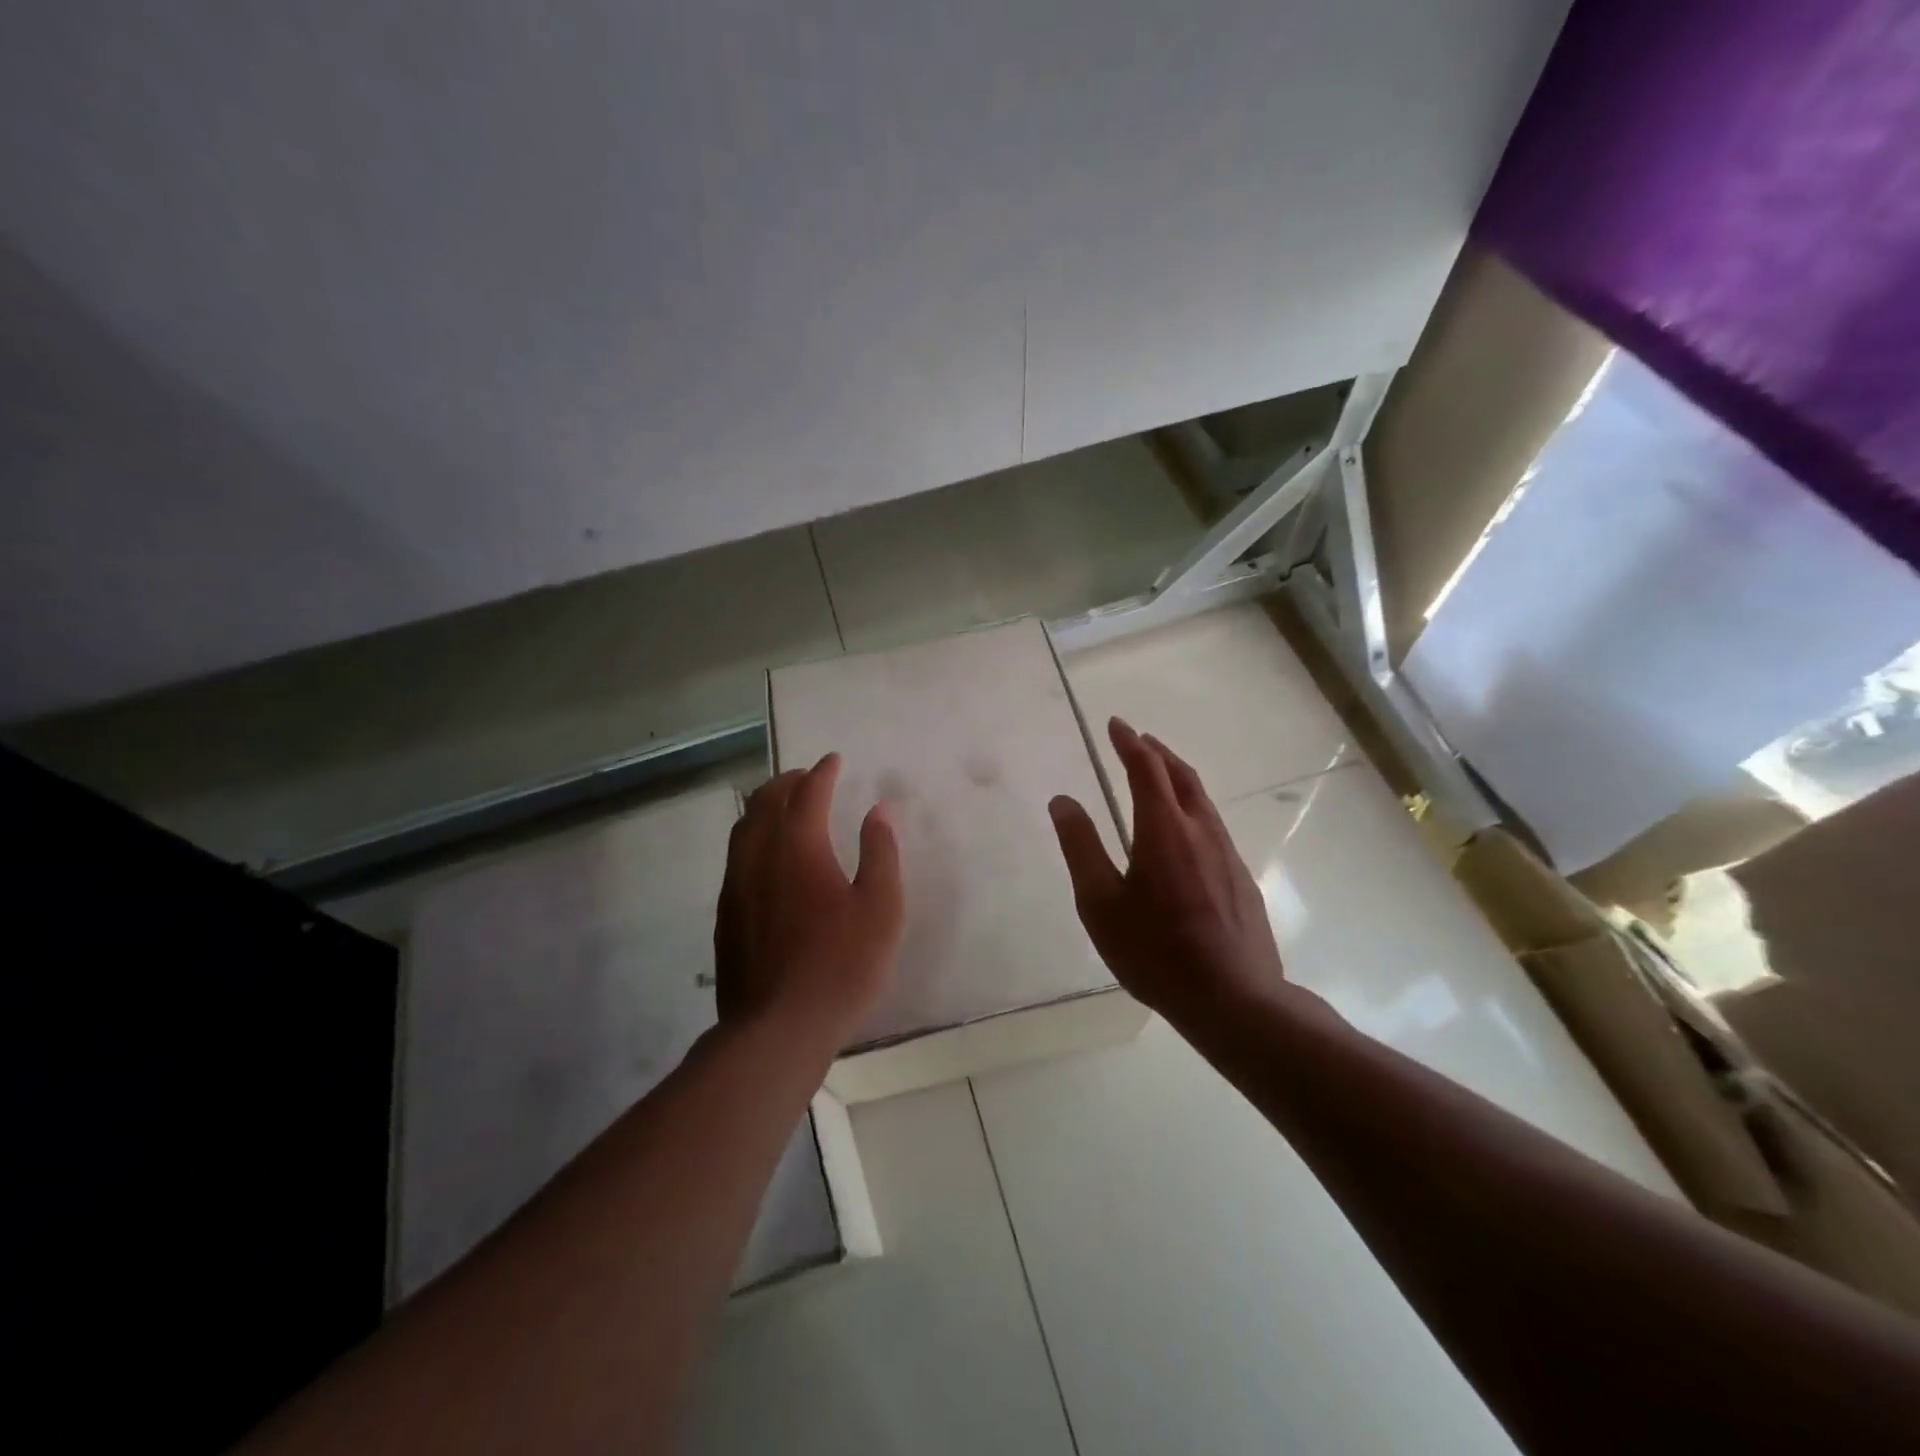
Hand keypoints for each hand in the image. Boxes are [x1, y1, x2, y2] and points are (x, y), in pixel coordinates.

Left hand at [715, 753, 903, 1048]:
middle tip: (808, 777)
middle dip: (788, 782)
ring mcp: (736, 886)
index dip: (823, 772)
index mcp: (798, 847)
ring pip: (743, 827)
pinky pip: (736, 856)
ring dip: (765, 806)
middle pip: (766, 802)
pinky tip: (765, 856)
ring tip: (783, 805)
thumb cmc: (841, 966)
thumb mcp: (880, 908)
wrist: (777, 1028)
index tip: (834, 760)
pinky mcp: (725, 914)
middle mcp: (759, 856)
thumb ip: (880, 853)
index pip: (808, 793)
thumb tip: (880, 809)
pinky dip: (752, 837)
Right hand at [1049, 718, 1297, 1024]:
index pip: (1146, 768)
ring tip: (1161, 774)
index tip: (1116, 724)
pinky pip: (1213, 826)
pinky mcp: (1241, 878)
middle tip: (1139, 740)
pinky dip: (1193, 808)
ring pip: (1202, 800)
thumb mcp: (1101, 903)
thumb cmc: (1155, 951)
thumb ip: (1081, 847)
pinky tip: (1185, 832)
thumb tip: (1063, 801)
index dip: (1129, 743)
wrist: (1234, 998)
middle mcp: (1200, 830)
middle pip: (1181, 775)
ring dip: (1178, 777)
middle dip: (1158, 752)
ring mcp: (1227, 854)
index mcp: (1163, 828)